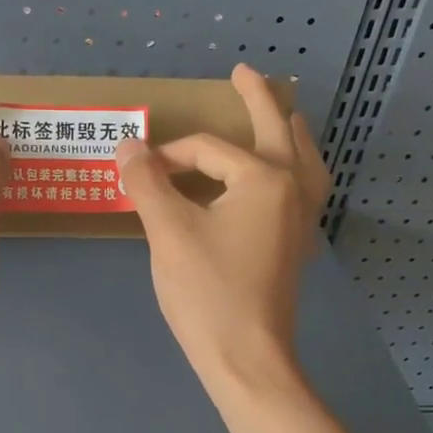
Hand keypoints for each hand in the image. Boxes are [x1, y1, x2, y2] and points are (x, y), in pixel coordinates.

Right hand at [115, 64, 330, 394]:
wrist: (247, 360)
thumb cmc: (208, 292)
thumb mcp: (168, 231)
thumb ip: (147, 182)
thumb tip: (128, 145)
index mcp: (265, 179)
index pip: (207, 150)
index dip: (167, 156)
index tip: (137, 174)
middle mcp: (292, 190)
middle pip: (277, 132)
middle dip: (259, 100)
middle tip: (244, 73)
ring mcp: (299, 220)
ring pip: (303, 161)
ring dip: (290, 133)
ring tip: (286, 115)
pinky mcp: (295, 246)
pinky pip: (304, 190)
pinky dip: (296, 170)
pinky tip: (284, 177)